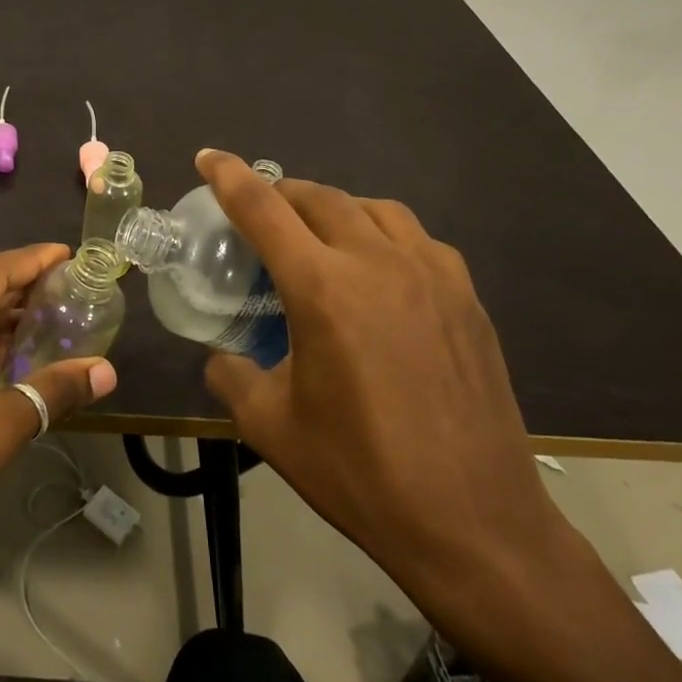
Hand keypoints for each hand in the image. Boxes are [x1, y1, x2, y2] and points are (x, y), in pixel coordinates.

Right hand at [196, 151, 562, 601]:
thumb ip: (231, 375)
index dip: (229, 176)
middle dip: (280, 193)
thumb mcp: (270, 427)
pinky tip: (378, 269)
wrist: (474, 525)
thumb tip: (221, 356)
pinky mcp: (466, 297)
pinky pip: (416, 239)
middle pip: (318, 197)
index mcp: (324, 289)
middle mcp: (378, 263)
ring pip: (373, 208)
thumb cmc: (361, 474)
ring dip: (334, 208)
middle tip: (258, 212)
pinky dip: (383, 234)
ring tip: (317, 233)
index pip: (264, 209)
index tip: (207, 157)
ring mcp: (432, 275)